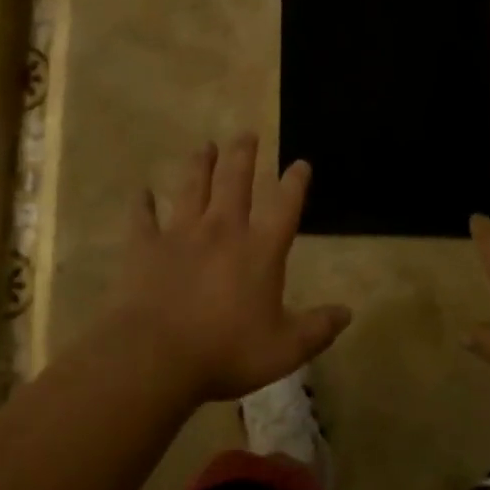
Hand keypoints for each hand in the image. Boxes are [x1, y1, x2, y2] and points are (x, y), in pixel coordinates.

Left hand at [100, 133, 350, 404]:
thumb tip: (347, 313)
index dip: (295, 182)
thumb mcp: (284, 349)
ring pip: (192, 187)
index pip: (285, 206)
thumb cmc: (226, 351)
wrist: (155, 356)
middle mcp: (222, 230)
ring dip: (200, 165)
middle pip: (235, 181)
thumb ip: (318, 329)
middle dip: (243, 155)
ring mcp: (180, 234)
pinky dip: (142, 204)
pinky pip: (142, 218)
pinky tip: (142, 192)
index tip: (300, 163)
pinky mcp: (144, 247)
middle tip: (246, 133)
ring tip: (205, 146)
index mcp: (260, 250)